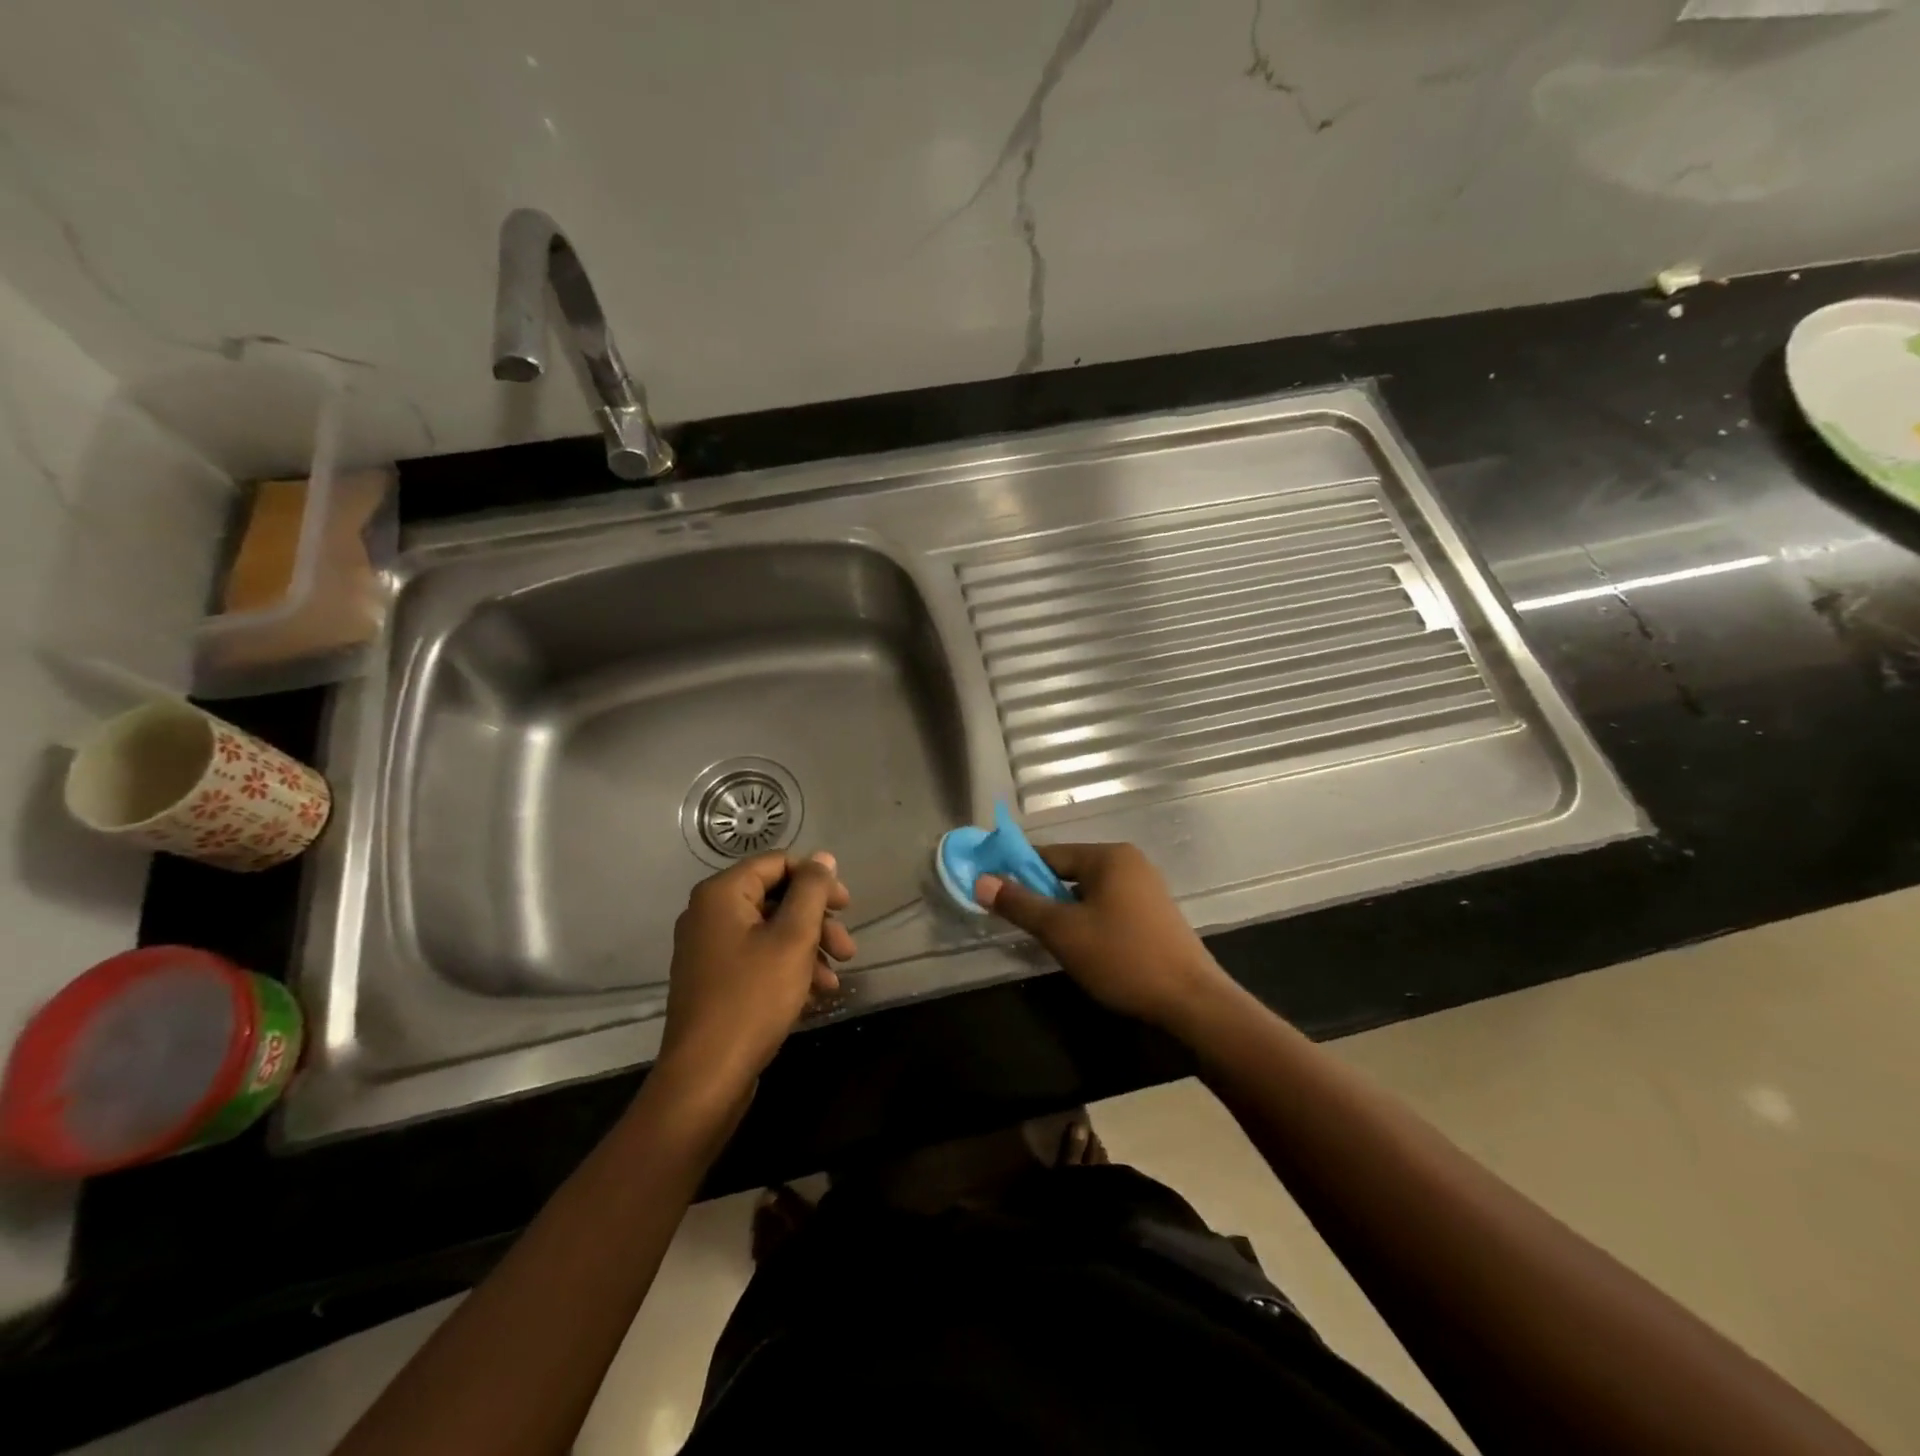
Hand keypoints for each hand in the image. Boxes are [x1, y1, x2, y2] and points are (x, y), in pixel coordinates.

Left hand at [658, 851, 854, 1097]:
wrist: (706, 1077)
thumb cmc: (753, 998)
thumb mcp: (793, 938)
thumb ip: (811, 891)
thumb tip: (823, 857)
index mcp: (721, 894)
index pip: (778, 863)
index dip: (817, 880)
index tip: (847, 907)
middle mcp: (709, 914)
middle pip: (776, 898)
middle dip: (817, 922)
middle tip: (847, 949)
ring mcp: (708, 949)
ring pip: (770, 932)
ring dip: (808, 949)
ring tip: (834, 980)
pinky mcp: (714, 980)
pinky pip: (757, 958)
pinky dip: (788, 968)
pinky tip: (814, 994)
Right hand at [976, 842, 1231, 1034]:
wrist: (1191, 1001)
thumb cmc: (1122, 958)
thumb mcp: (1062, 932)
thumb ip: (1020, 904)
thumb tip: (980, 881)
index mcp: (1108, 856)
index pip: (1049, 853)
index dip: (1017, 871)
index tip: (995, 892)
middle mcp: (1129, 862)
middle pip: (1069, 871)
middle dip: (1042, 895)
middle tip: (1022, 924)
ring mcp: (1146, 887)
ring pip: (1088, 892)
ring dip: (1065, 911)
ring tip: (1051, 940)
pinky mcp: (1154, 914)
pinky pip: (1108, 906)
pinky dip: (1088, 920)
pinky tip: (1083, 948)